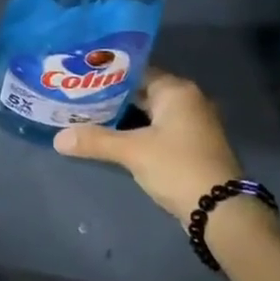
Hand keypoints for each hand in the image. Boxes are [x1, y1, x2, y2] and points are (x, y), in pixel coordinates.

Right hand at [52, 69, 245, 228]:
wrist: (221, 210)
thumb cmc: (177, 167)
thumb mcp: (133, 152)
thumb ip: (95, 141)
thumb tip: (58, 138)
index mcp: (176, 90)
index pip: (136, 70)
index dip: (108, 74)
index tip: (81, 76)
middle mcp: (187, 100)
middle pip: (142, 91)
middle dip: (112, 96)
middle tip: (78, 96)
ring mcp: (192, 124)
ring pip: (149, 112)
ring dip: (124, 116)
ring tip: (87, 115)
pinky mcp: (190, 145)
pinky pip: (157, 129)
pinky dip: (137, 131)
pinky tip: (112, 137)